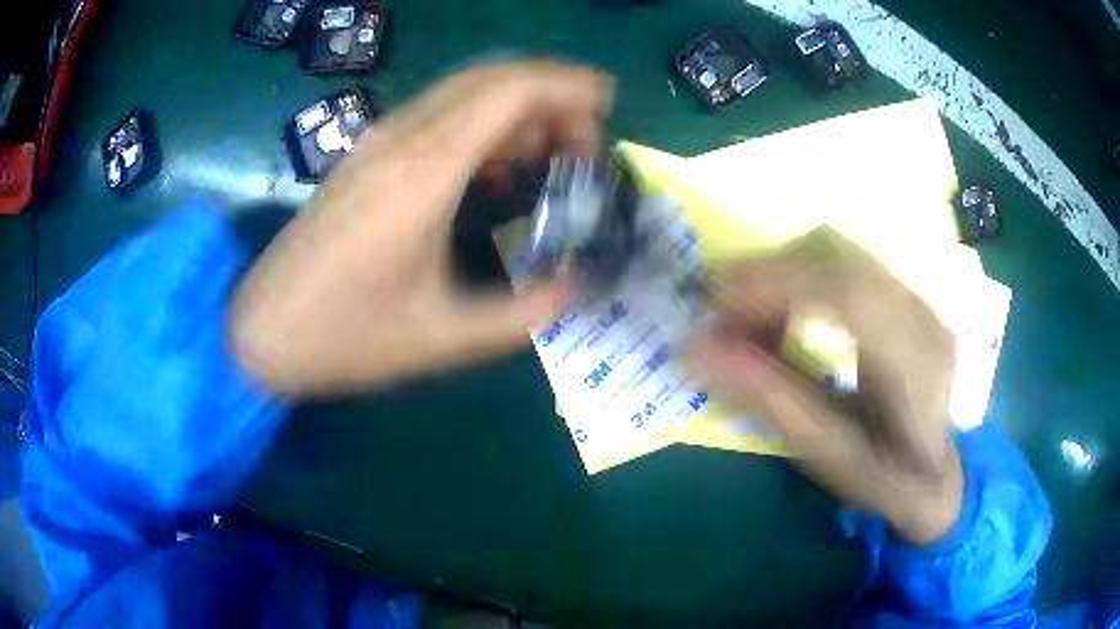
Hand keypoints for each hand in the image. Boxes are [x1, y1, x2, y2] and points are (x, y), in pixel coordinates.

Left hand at [230, 61, 613, 395]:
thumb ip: (524, 313)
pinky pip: (437, 116)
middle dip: (550, 96)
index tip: (608, 106)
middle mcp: (401, 139)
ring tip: (551, 156)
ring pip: (463, 93)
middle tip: (584, 145)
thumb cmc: (345, 338)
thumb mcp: (444, 337)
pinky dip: (482, 126)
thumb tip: (578, 287)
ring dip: (517, 109)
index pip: (509, 91)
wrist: (261, 334)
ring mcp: (377, 143)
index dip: (567, 86)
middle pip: (490, 79)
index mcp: (424, 172)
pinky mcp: (364, 158)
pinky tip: (498, 169)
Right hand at [689, 227, 961, 544]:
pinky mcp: (903, 291)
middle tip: (718, 315)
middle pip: (835, 254)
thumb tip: (694, 349)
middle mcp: (922, 313)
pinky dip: (797, 276)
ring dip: (778, 273)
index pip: (849, 293)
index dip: (775, 285)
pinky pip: (841, 260)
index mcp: (916, 365)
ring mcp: (917, 294)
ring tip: (747, 319)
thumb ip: (768, 401)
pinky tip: (783, 315)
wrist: (936, 471)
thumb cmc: (885, 479)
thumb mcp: (829, 458)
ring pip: (834, 248)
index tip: (714, 309)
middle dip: (765, 274)